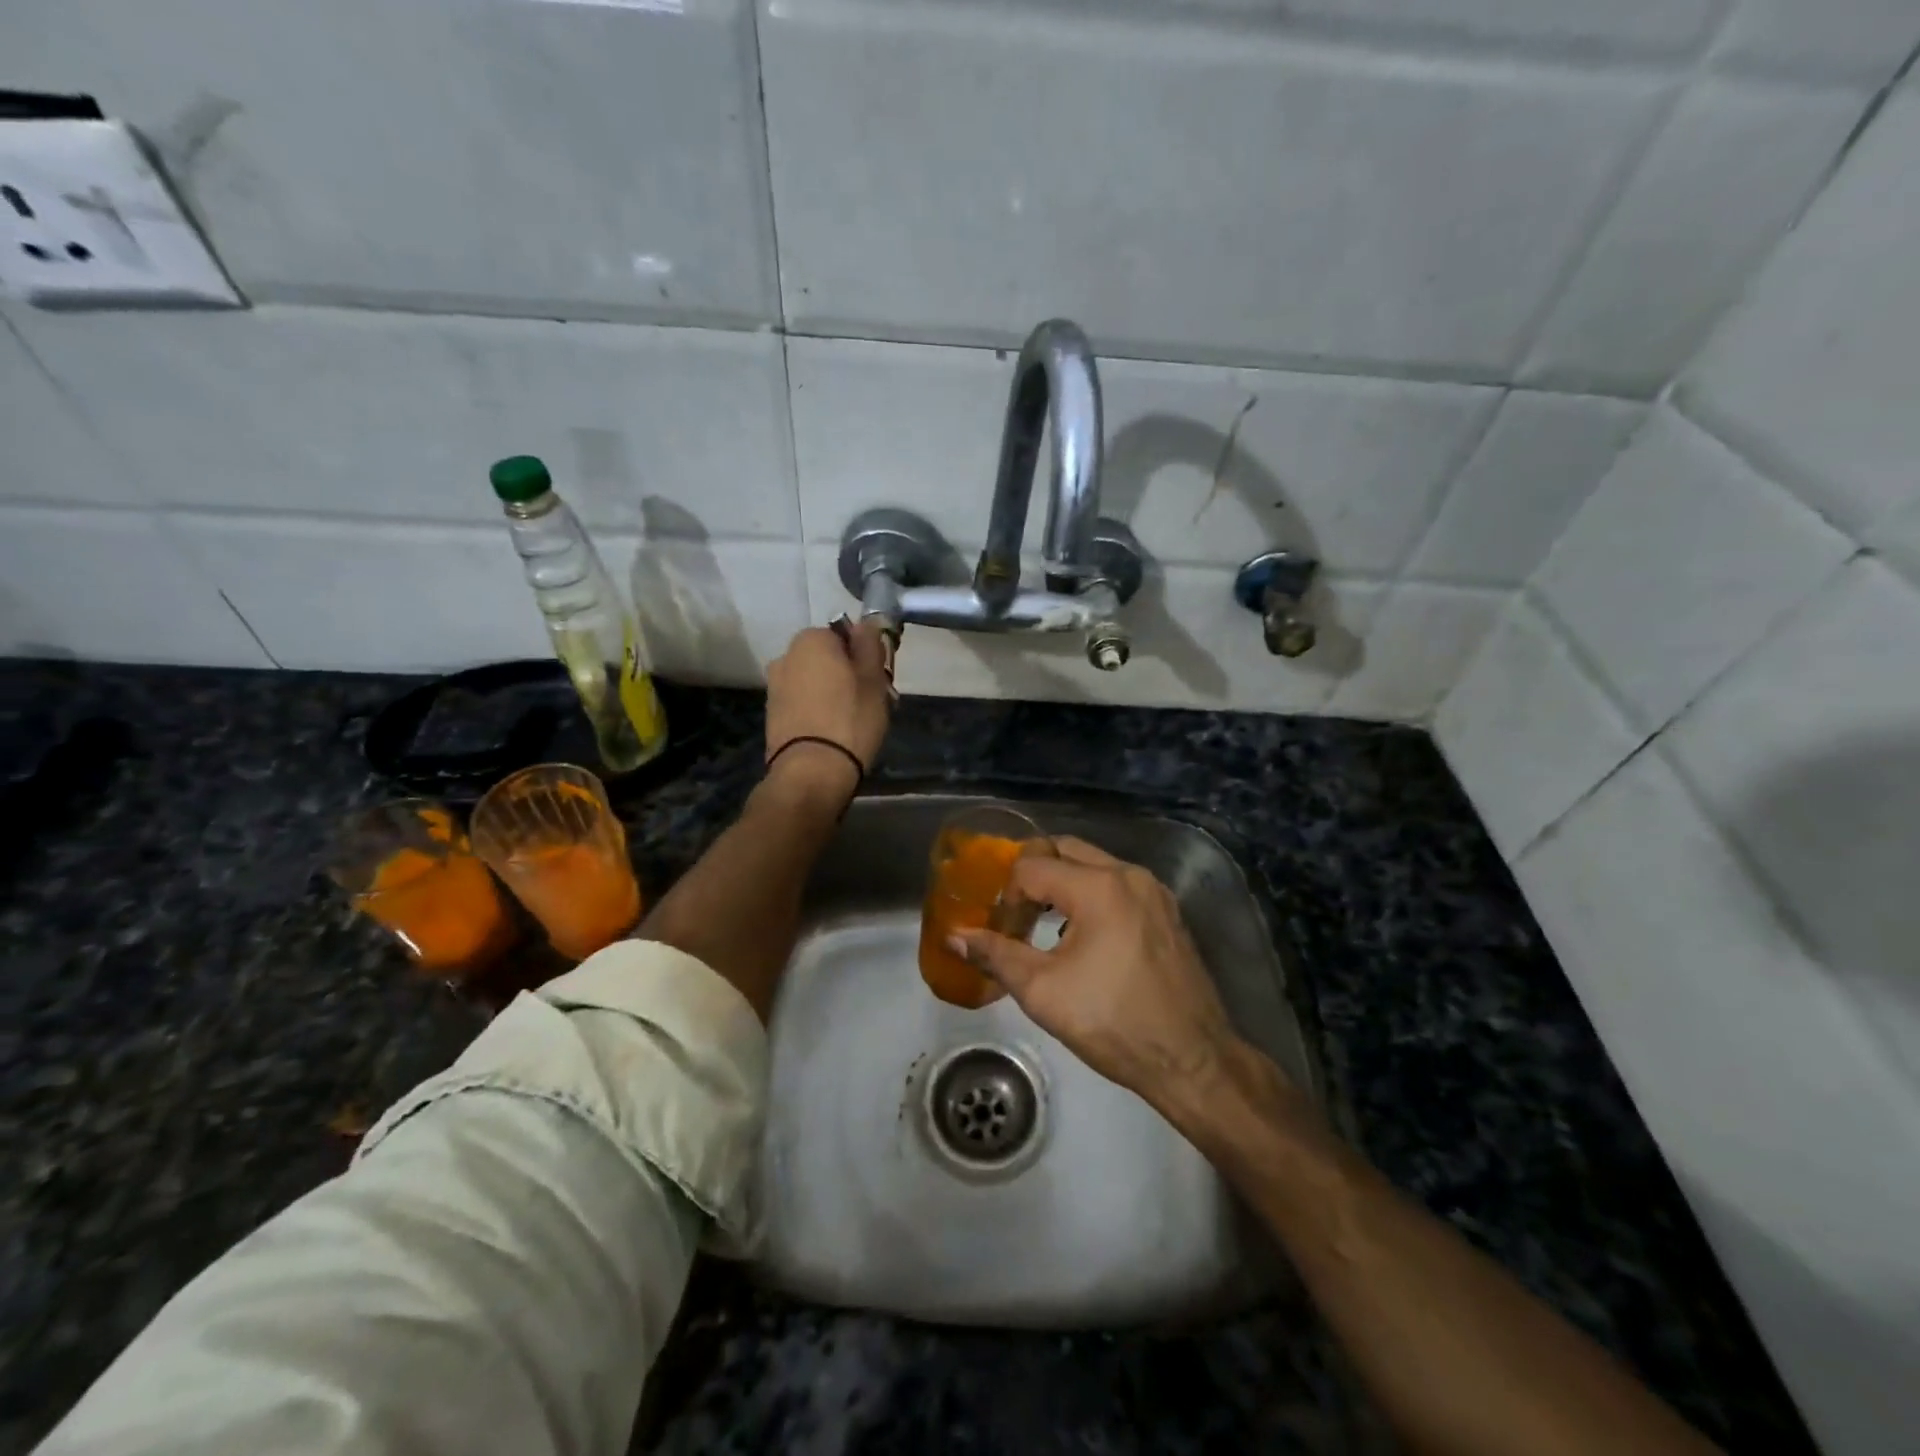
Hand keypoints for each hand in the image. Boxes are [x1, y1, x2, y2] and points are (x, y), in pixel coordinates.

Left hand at [763, 620, 893, 795]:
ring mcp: (774, 686)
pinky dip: (815, 711)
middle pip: (825, 658)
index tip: (877, 680)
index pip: (843, 634)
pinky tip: (831, 733)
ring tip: (850, 722)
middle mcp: (785, 656)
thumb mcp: (874, 679)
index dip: (863, 656)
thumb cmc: (850, 720)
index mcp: (811, 640)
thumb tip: (866, 624)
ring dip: (830, 693)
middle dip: (845, 674)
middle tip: (868, 701)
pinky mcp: (771, 715)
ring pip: (812, 681)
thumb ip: (870, 645)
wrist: (812, 772)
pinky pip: (801, 703)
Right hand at [950, 837, 1244, 1106]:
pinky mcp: (1167, 910)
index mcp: (1098, 887)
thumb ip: (996, 954)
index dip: (1007, 895)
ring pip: (1093, 864)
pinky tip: (1083, 936)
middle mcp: (1128, 874)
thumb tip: (955, 936)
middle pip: (1064, 849)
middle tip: (1015, 912)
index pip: (1032, 865)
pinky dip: (1091, 894)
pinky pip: (1118, 883)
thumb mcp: (1043, 992)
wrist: (1191, 1059)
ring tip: (1043, 924)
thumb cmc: (1113, 1023)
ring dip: (1062, 883)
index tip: (1003, 931)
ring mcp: (1153, 890)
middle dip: (1033, 874)